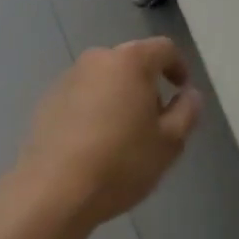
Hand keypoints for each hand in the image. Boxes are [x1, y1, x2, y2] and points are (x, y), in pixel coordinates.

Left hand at [17, 37, 203, 229]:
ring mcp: (70, 76)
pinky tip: (93, 143)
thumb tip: (190, 94)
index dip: (178, 66)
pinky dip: (93, 108)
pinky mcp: (48, 98)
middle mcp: (99, 58)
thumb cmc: (120, 162)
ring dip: (119, 96)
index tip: (182, 91)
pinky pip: (82, 95)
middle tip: (154, 120)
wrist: (53, 190)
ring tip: (122, 135)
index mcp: (131, 60)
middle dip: (147, 84)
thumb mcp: (168, 143)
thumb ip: (186, 112)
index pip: (164, 49)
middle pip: (132, 61)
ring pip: (105, 78)